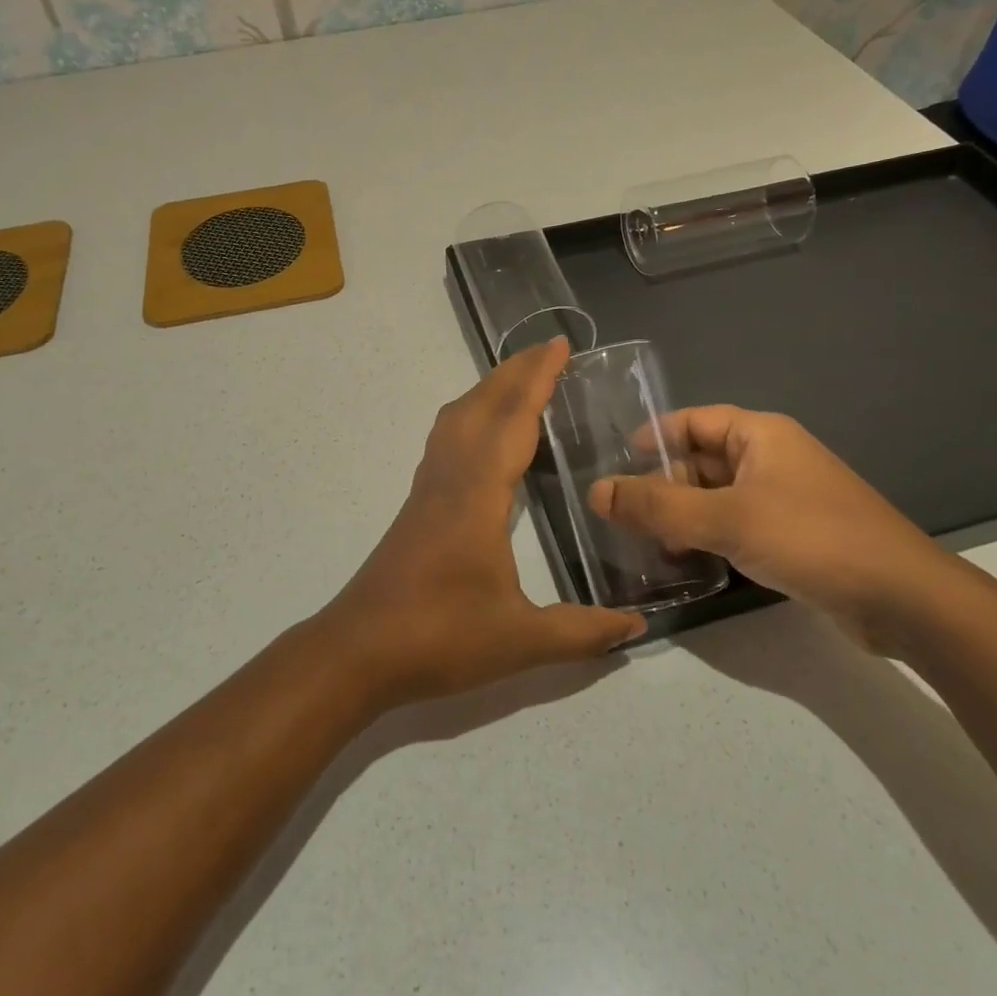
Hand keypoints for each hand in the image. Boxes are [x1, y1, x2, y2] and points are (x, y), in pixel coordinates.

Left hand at [316, 338, 645, 709]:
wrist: (359, 650)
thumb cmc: (440, 637)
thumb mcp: (521, 641)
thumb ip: (582, 632)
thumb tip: (638, 627)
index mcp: (478, 493)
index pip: (512, 419)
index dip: (537, 378)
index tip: (560, 345)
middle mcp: (451, 476)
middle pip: (481, 404)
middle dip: (515, 371)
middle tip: (550, 351)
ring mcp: (429, 487)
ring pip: (458, 417)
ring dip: (490, 389)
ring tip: (522, 380)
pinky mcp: (418, 503)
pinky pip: (447, 438)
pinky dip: (472, 415)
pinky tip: (485, 434)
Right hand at [588, 406, 957, 651]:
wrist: (903, 599)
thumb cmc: (811, 538)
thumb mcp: (726, 519)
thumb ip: (657, 506)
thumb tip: (596, 491)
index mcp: (759, 434)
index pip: (691, 421)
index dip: (652, 437)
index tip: (615, 463)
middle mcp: (771, 457)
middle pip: (700, 460)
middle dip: (662, 485)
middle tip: (622, 516)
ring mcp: (784, 497)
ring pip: (716, 496)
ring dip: (682, 515)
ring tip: (645, 543)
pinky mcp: (793, 535)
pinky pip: (736, 524)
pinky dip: (708, 536)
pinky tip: (687, 561)